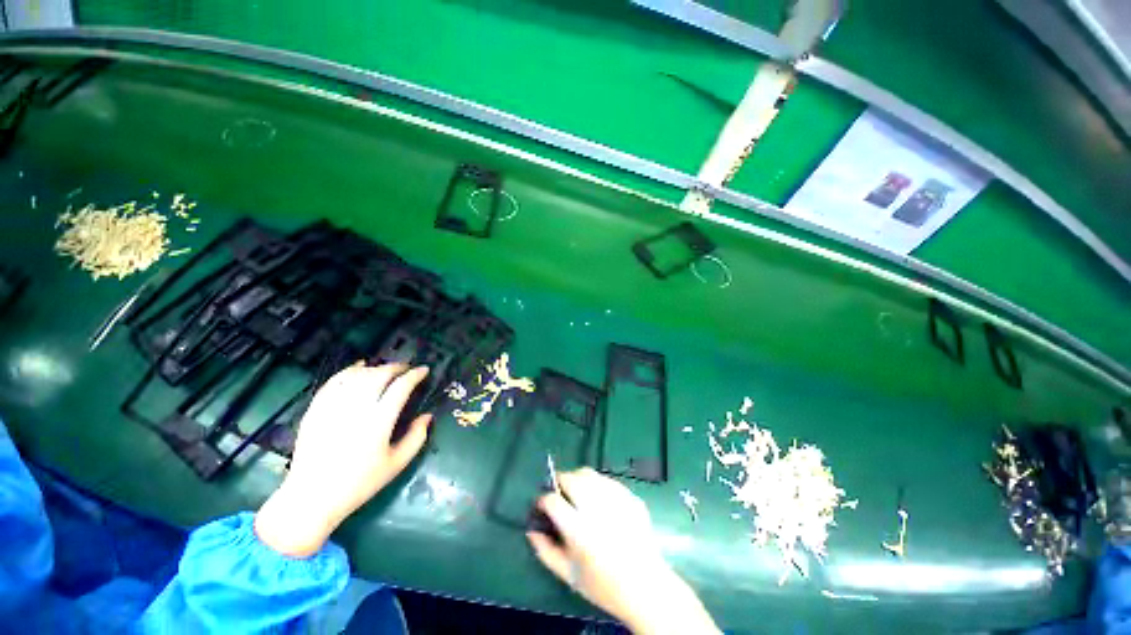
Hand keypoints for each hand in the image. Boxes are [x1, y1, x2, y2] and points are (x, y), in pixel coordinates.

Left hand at [255, 363, 431, 556]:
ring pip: (357, 376)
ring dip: (375, 368)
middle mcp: (356, 409)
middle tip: (406, 369)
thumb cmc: (360, 483)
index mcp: (378, 422)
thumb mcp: (396, 464)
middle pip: (379, 375)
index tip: (424, 370)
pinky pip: (333, 382)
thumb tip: (427, 415)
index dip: (415, 375)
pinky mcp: (315, 410)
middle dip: (396, 367)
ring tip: (386, 370)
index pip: (400, 387)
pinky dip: (348, 371)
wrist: (312, 498)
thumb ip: (417, 437)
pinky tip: (358, 368)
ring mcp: (332, 408)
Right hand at [527, 468, 719, 634]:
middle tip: (559, 493)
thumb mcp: (568, 575)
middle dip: (559, 481)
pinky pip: (607, 481)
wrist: (646, 587)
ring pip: (589, 474)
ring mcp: (616, 500)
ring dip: (578, 479)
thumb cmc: (603, 586)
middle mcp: (596, 509)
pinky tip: (599, 500)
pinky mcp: (630, 497)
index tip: (542, 505)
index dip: (543, 500)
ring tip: (578, 494)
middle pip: (571, 478)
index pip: (552, 501)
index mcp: (579, 530)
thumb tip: (532, 529)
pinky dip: (598, 485)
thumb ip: (545, 551)